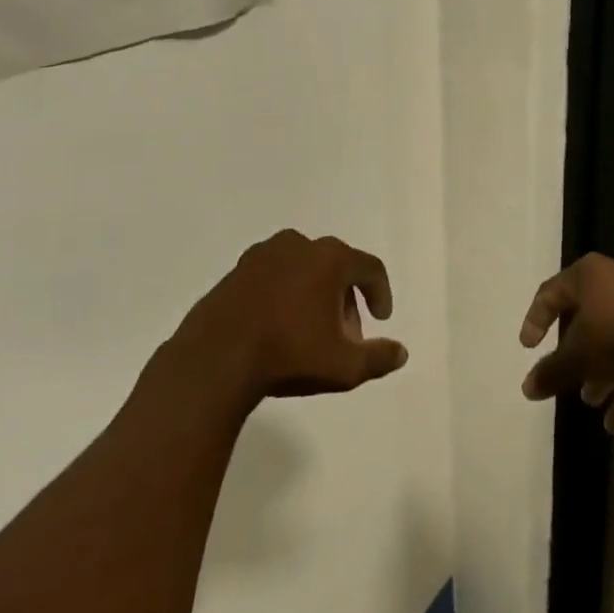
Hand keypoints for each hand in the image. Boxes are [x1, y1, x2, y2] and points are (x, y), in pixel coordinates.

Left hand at [177, 230, 407, 406]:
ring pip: (304, 269)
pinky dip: (284, 294)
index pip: (370, 268)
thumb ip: (378, 358)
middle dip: (346, 299)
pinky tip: (277, 327)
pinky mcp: (235, 271)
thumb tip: (401, 352)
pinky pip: (273, 277)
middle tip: (344, 335)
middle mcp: (299, 245)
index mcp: (330, 258)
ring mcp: (263, 255)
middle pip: (336, 267)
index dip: (381, 293)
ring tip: (310, 331)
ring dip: (314, 294)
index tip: (381, 319)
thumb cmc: (287, 355)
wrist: (212, 362)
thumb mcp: (343, 366)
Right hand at [520, 254, 613, 432]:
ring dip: (603, 371)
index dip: (535, 320)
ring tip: (593, 402)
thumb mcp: (576, 358)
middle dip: (577, 355)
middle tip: (569, 380)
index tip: (528, 348)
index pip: (551, 292)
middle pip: (588, 316)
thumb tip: (526, 389)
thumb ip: (549, 373)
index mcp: (589, 274)